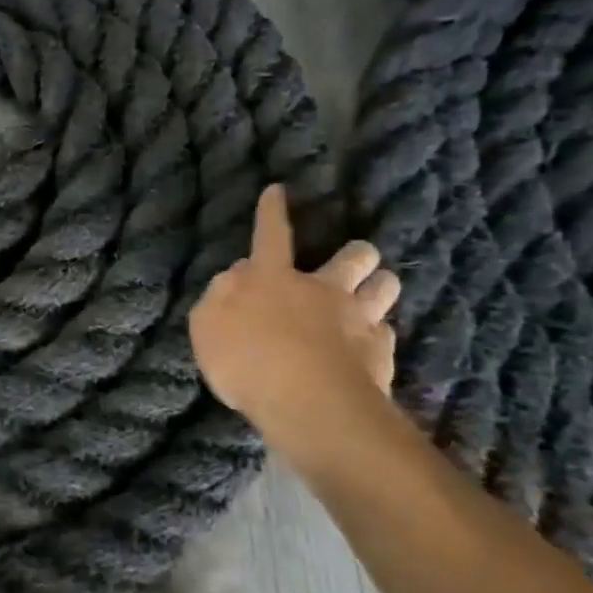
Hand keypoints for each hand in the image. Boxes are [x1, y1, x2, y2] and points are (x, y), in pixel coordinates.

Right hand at [188, 184, 400, 436]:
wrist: (307, 402)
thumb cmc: (245, 360)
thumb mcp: (206, 326)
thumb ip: (219, 296)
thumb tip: (237, 276)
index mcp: (272, 278)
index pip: (270, 235)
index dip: (272, 212)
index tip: (278, 191)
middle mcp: (321, 289)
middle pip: (353, 256)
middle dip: (355, 254)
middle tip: (351, 264)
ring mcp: (357, 319)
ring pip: (385, 286)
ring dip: (378, 288)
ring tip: (369, 301)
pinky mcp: (381, 353)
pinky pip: (386, 335)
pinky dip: (377, 339)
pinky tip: (367, 353)